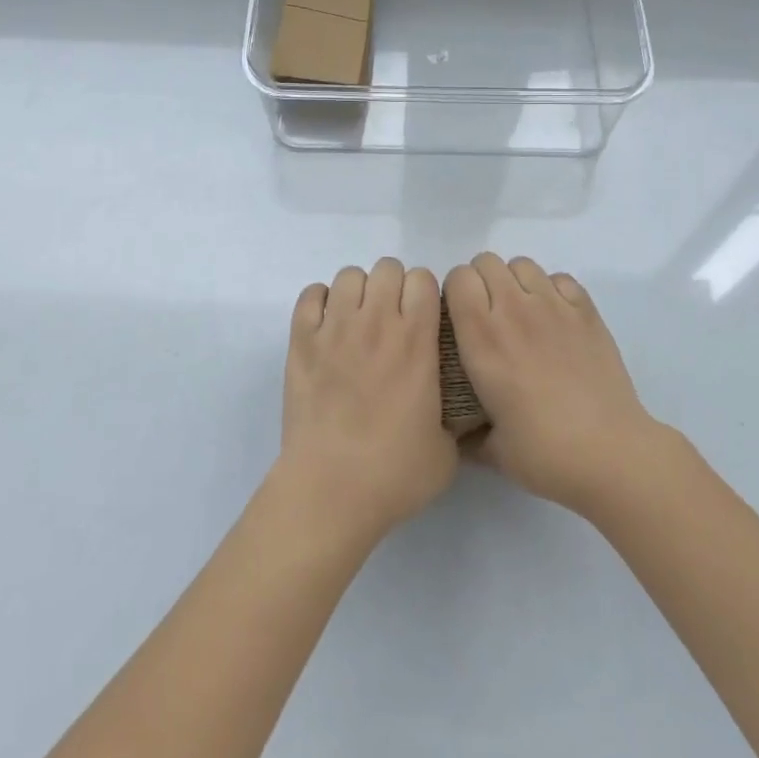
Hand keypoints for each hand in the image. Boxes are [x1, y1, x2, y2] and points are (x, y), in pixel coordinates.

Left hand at [277, 257, 456, 544]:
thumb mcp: (447, 451)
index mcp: (416, 341)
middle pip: (387, 268)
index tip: (423, 317)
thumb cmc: (393, 474)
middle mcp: (376, 323)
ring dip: (358, 292)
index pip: (423, 279)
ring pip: (349, 275)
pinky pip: (311, 295)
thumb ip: (455, 418)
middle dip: (393, 287)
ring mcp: (335, 328)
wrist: (330, 490)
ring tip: (357, 322)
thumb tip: (457, 413)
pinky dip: (320, 302)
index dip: (425, 293)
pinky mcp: (301, 341)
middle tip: (391, 320)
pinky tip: (326, 327)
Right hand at [445, 253, 660, 518]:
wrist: (610, 454)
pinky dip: (553, 290)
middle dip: (482, 281)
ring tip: (523, 314)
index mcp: (481, 338)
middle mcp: (513, 310)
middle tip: (490, 315)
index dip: (456, 291)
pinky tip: (556, 320)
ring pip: (523, 265)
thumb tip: (457, 434)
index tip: (461, 316)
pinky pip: (560, 278)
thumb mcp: (492, 450)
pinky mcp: (586, 311)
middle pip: (487, 262)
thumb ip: (467, 435)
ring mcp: (553, 306)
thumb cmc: (544, 453)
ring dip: (516, 282)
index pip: (458, 277)